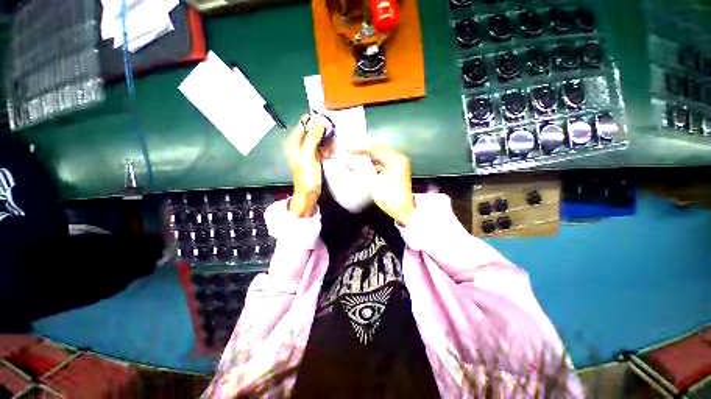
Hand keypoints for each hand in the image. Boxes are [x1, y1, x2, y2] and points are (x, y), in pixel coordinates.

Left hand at [286, 114, 325, 216]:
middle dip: (323, 133)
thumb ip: (312, 138)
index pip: (303, 124)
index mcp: (294, 142)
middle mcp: (300, 145)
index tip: (326, 119)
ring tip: (331, 149)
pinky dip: (326, 149)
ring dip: (326, 142)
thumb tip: (320, 124)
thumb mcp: (308, 155)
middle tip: (332, 137)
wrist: (309, 193)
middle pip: (312, 131)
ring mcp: (308, 151)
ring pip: (319, 140)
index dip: (313, 120)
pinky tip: (330, 154)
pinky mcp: (315, 157)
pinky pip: (322, 148)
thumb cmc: (307, 175)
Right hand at [352, 145, 414, 226]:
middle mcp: (399, 159)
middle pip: (379, 150)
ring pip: (382, 156)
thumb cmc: (389, 198)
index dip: (361, 148)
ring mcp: (400, 165)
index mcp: (395, 160)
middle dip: (365, 151)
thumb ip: (361, 170)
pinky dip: (375, 164)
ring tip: (357, 158)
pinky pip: (384, 163)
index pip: (375, 149)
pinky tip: (367, 167)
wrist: (404, 211)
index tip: (349, 150)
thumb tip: (350, 161)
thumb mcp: (373, 184)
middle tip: (352, 153)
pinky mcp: (398, 171)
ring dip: (370, 158)